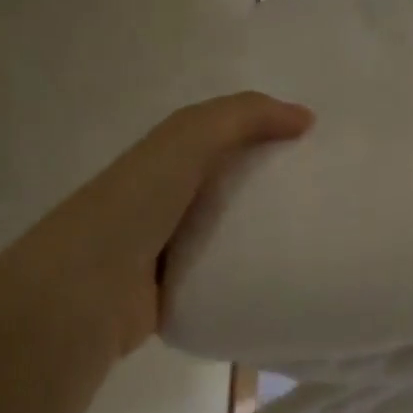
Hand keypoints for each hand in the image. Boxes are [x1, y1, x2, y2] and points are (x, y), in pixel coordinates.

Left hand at [0, 92, 313, 358]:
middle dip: (272, 192)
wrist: (86, 291)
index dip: (266, 138)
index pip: (224, 140)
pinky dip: (247, 280)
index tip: (315, 151)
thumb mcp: (188, 139)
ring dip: (263, 240)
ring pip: (228, 238)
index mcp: (165, 160)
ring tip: (316, 243)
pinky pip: (221, 281)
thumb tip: (305, 118)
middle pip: (229, 190)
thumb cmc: (136, 204)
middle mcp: (166, 202)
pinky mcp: (175, 295)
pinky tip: (284, 283)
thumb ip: (242, 117)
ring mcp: (168, 251)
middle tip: (326, 201)